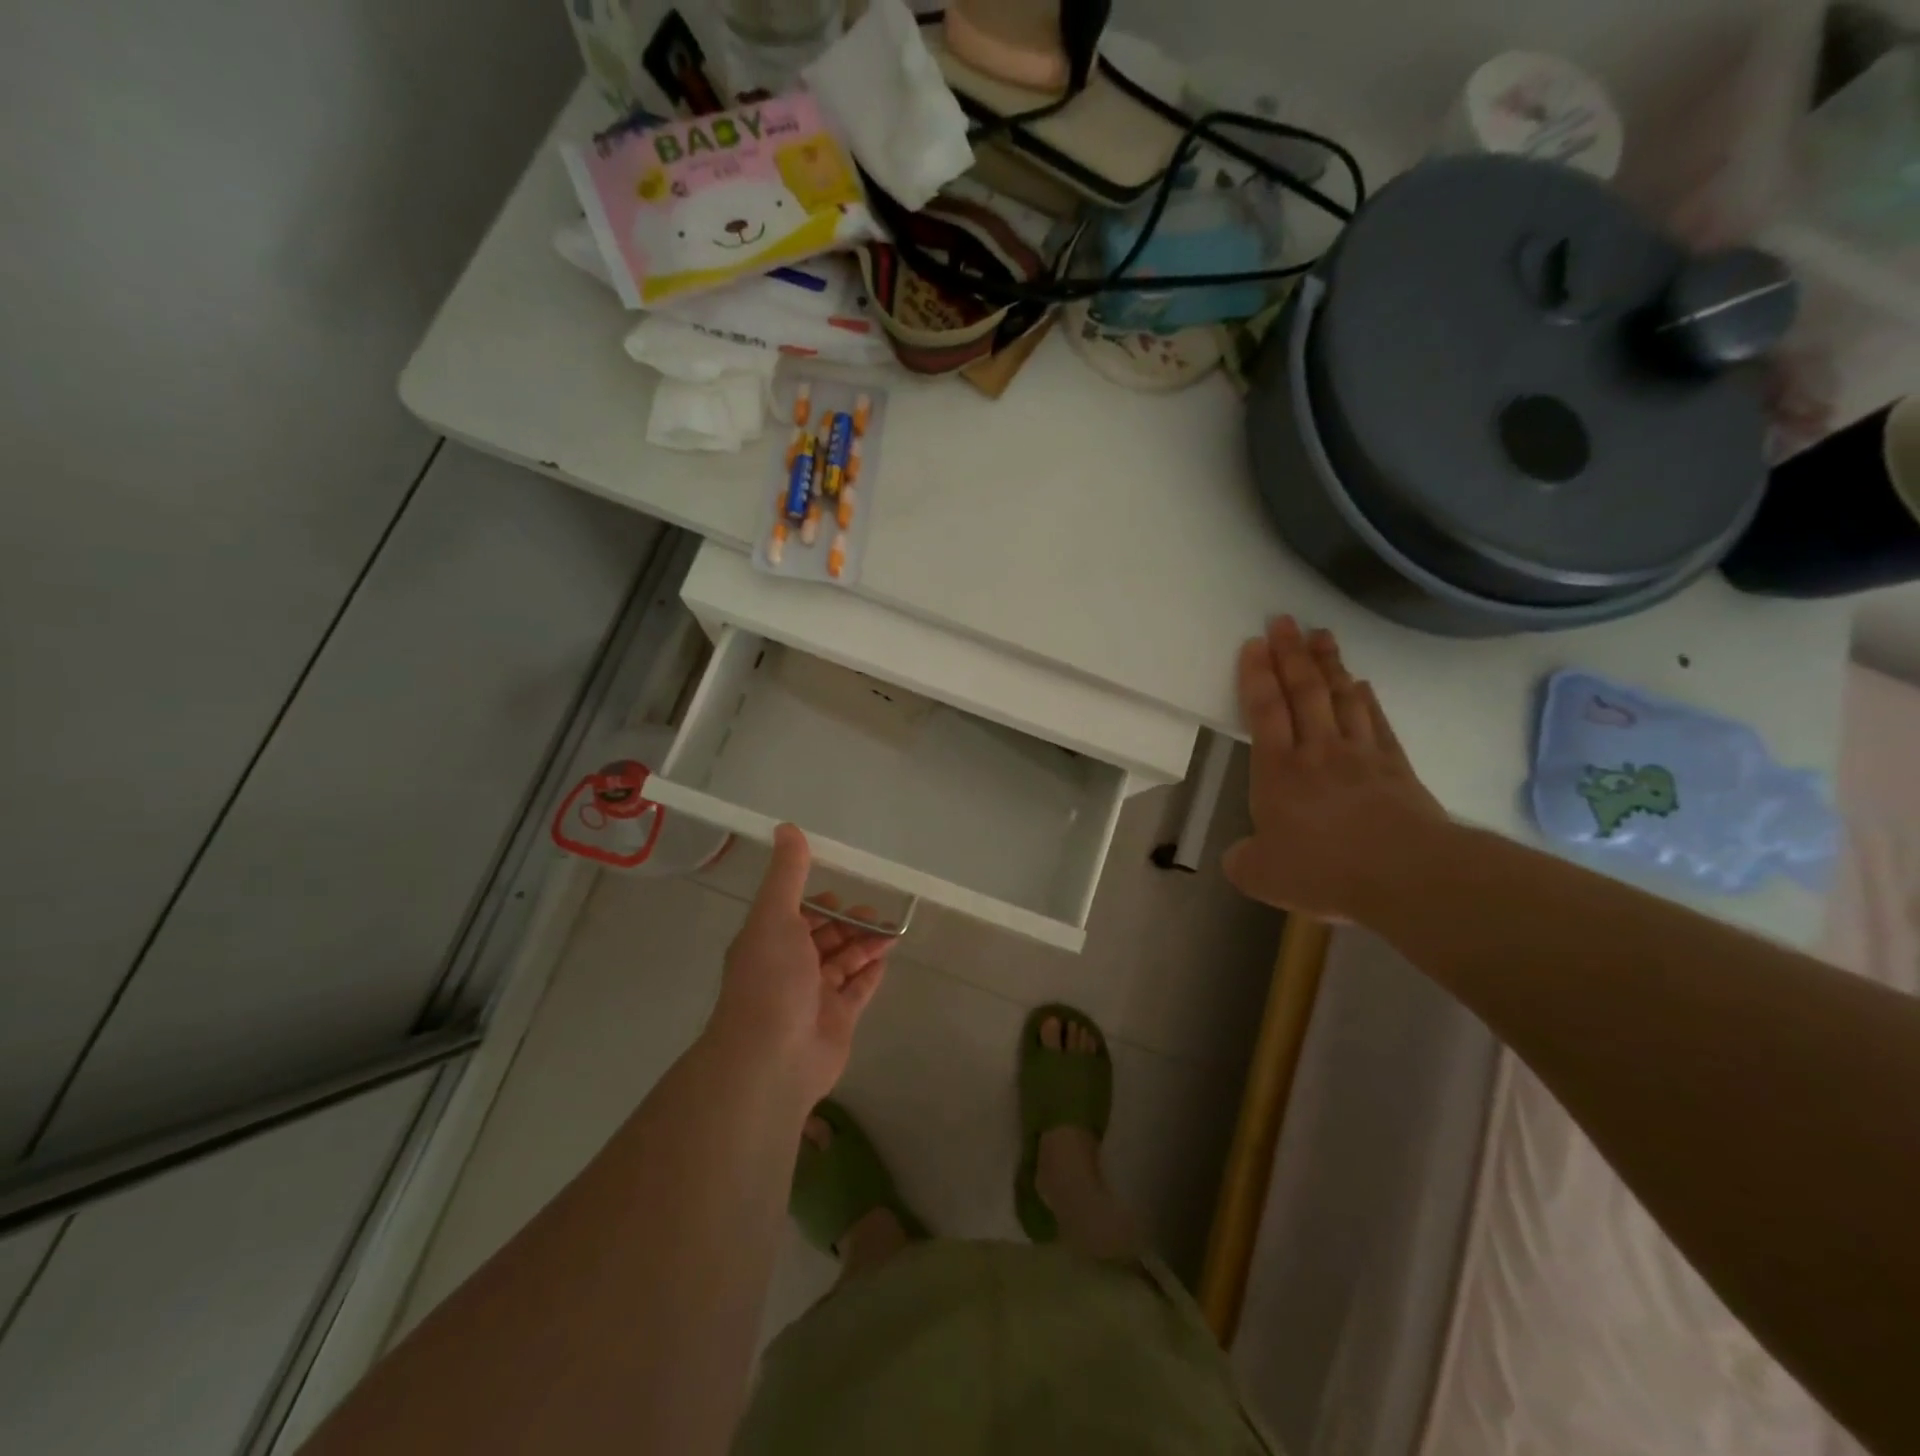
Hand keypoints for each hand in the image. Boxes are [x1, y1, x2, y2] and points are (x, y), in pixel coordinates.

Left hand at [709, 824, 894, 1104]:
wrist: (773, 1059)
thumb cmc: (771, 980)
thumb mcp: (775, 916)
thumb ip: (787, 874)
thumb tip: (786, 827)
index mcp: (769, 943)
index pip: (795, 917)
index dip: (817, 905)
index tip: (840, 895)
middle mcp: (789, 968)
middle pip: (823, 939)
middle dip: (848, 923)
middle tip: (875, 913)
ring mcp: (813, 997)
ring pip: (843, 962)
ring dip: (864, 944)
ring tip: (890, 930)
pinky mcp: (836, 1020)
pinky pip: (858, 990)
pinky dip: (870, 974)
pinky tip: (887, 959)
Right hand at [1224, 616, 1446, 919]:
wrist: (1405, 874)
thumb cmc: (1323, 870)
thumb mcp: (1260, 875)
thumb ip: (1242, 860)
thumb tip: (1240, 856)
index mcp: (1278, 771)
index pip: (1265, 711)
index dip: (1257, 675)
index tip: (1255, 643)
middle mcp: (1317, 751)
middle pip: (1303, 692)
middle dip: (1291, 654)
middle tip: (1285, 620)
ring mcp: (1360, 755)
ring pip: (1341, 698)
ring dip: (1329, 664)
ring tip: (1321, 635)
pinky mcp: (1396, 767)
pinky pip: (1377, 722)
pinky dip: (1367, 699)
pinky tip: (1362, 684)